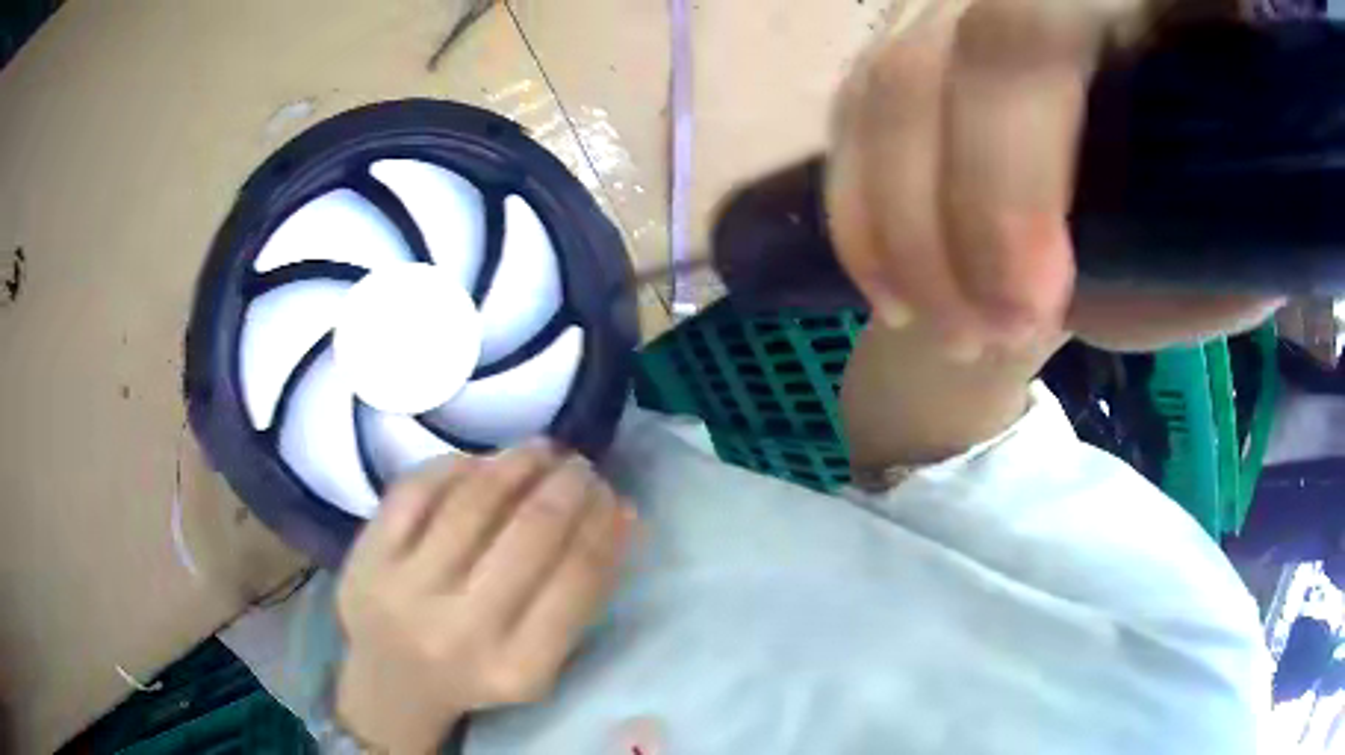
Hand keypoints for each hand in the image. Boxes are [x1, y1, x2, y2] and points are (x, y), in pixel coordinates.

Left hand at [333, 443, 635, 753]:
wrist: (391, 683)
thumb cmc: (476, 673)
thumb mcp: (538, 660)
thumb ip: (579, 596)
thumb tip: (621, 512)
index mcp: (517, 668)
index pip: (578, 578)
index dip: (605, 525)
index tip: (615, 497)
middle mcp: (461, 630)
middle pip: (530, 533)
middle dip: (569, 486)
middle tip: (582, 467)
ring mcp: (406, 588)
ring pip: (473, 501)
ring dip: (519, 462)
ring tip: (542, 450)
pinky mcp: (368, 556)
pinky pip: (417, 488)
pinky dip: (458, 465)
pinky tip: (483, 461)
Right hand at [827, 0, 1267, 357]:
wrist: (1190, 112)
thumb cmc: (1236, 185)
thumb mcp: (1236, 233)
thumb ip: (1191, 261)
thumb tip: (1092, 294)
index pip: (1024, 35)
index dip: (1009, 171)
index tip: (1024, 311)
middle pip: (924, 61)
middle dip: (933, 219)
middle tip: (974, 336)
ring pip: (878, 83)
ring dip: (887, 221)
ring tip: (923, 318)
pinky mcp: (922, 28)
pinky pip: (861, 103)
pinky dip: (862, 196)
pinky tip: (887, 272)